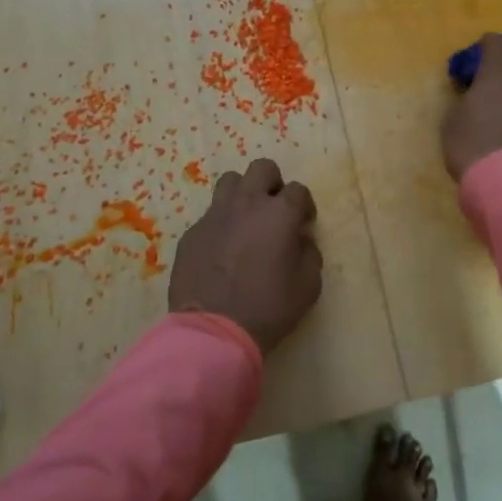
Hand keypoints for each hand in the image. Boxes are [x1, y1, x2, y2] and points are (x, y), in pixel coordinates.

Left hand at [170, 158, 321, 353]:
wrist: (213, 332)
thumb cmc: (268, 308)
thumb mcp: (308, 286)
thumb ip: (310, 254)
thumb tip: (300, 240)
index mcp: (279, 213)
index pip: (298, 190)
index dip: (305, 205)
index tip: (304, 224)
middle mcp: (247, 204)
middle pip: (262, 168)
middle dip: (273, 183)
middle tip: (274, 210)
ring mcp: (215, 215)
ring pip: (230, 182)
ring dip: (243, 194)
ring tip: (246, 220)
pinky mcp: (192, 232)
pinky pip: (210, 215)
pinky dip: (220, 224)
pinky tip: (222, 249)